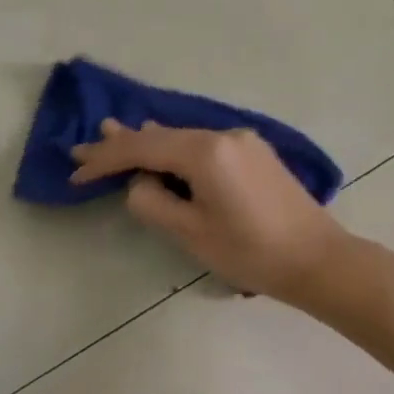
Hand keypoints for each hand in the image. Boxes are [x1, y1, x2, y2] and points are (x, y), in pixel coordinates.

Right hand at [68, 120, 348, 300]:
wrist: (318, 259)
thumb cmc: (251, 252)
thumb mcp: (191, 233)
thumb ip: (153, 202)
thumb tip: (140, 182)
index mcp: (206, 151)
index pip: (142, 148)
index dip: (105, 159)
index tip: (76, 171)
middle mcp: (224, 134)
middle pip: (162, 136)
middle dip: (123, 144)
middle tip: (84, 145)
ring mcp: (243, 141)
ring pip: (184, 138)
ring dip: (150, 144)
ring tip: (114, 136)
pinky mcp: (255, 153)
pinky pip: (205, 145)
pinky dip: (178, 150)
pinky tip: (162, 147)